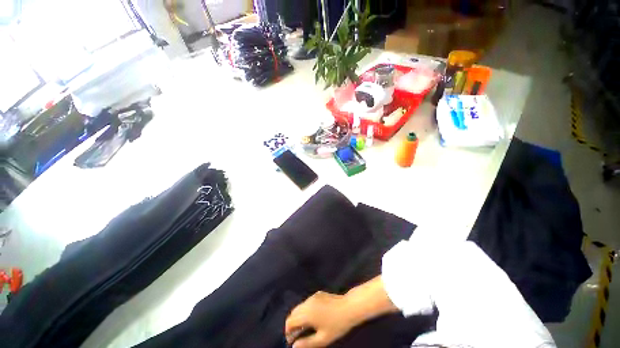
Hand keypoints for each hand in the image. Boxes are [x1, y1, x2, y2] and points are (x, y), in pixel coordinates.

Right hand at [285, 291, 357, 347]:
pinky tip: (314, 317)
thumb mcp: (322, 339)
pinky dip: (305, 310)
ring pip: (300, 306)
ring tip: (306, 327)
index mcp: (306, 313)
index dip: (288, 332)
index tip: (292, 341)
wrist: (349, 307)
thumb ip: (307, 343)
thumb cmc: (337, 325)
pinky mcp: (318, 294)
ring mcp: (313, 296)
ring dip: (299, 317)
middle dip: (293, 324)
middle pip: (293, 312)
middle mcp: (307, 302)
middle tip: (298, 335)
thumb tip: (294, 346)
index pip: (290, 321)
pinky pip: (307, 302)